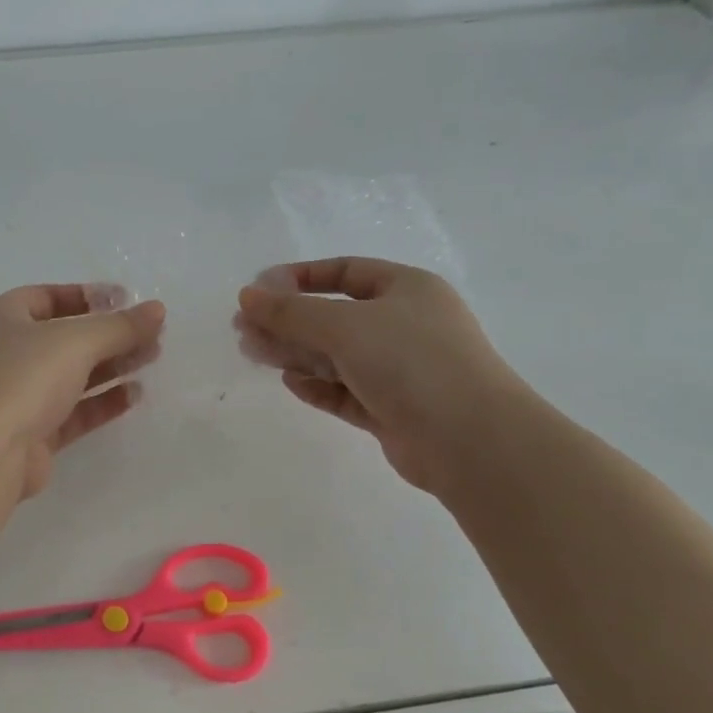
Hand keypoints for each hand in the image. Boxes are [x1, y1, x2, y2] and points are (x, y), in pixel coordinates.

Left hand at [0, 284, 165, 497]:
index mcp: (1, 318)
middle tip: (151, 334)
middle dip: (108, 334)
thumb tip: (157, 310)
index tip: (128, 301)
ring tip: (152, 359)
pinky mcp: (32, 433)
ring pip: (71, 375)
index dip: (89, 297)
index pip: (48, 297)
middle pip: (65, 337)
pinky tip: (134, 395)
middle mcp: (5, 354)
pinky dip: (102, 402)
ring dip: (110, 366)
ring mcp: (17, 396)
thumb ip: (119, 326)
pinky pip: (72, 411)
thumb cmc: (22, 378)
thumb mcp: (76, 341)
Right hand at [235, 257, 530, 491]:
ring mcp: (400, 371)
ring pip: (337, 356)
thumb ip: (291, 312)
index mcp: (406, 290)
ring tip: (252, 353)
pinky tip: (289, 382)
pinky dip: (318, 385)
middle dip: (288, 321)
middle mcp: (405, 326)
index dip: (300, 277)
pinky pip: (346, 391)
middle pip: (334, 316)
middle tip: (243, 329)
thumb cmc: (411, 362)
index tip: (258, 290)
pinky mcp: (392, 410)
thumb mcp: (345, 326)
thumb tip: (246, 296)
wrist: (470, 441)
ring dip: (295, 352)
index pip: (345, 271)